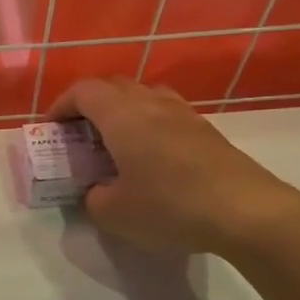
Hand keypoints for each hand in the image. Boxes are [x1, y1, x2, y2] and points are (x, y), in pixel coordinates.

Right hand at [52, 78, 299, 259]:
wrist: (247, 212)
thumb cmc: (169, 207)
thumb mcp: (113, 214)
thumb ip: (93, 197)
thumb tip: (97, 189)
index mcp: (122, 116)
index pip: (83, 91)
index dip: (62, 105)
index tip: (52, 127)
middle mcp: (152, 104)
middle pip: (114, 86)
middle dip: (89, 104)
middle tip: (79, 133)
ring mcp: (184, 114)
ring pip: (144, 95)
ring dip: (122, 110)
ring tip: (114, 141)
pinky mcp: (207, 131)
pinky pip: (166, 113)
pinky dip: (148, 123)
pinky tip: (150, 156)